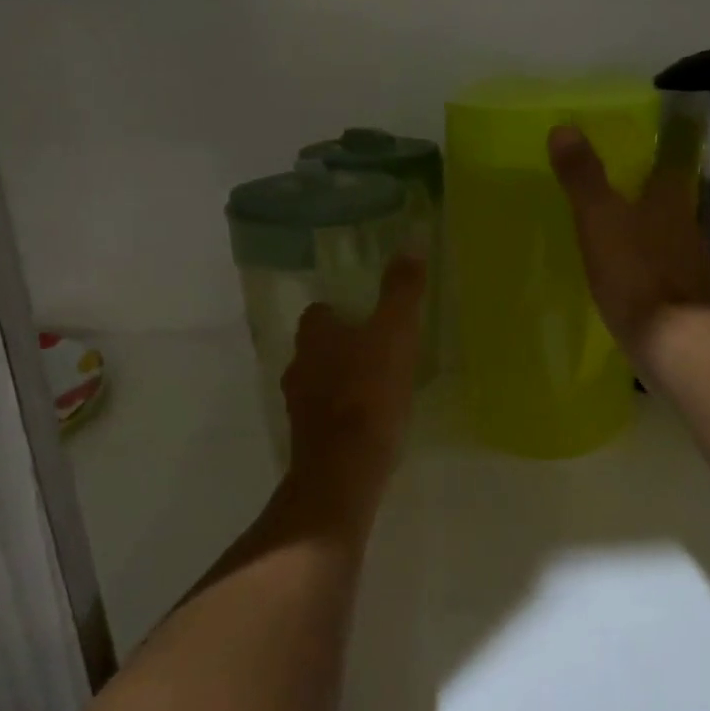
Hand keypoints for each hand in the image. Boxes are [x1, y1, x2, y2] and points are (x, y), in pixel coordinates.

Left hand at [281, 253, 428, 534]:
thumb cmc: (369, 393)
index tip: (369, 318)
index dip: (342, 312)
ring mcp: (299, 406)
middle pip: (318, 348)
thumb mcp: (394, 334)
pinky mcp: (308, 439)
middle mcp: (298, 366)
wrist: (344, 469)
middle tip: (379, 351)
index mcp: (314, 336)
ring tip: (379, 388)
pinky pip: (326, 415)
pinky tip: (370, 423)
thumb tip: (411, 241)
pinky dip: (344, 413)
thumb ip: (402, 291)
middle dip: (343, 347)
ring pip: (320, 381)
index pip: (320, 312)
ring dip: (343, 381)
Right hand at [548, 124, 709, 355]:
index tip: (643, 141)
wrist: (669, 340)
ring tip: (619, 225)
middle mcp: (688, 223)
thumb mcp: (599, 219)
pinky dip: (649, 261)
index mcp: (672, 198)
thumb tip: (563, 128)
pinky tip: (630, 269)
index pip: (671, 160)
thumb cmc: (635, 272)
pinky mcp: (683, 294)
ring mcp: (690, 261)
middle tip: (621, 182)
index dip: (659, 148)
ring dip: (649, 226)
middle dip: (650, 189)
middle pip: (671, 196)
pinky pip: (663, 266)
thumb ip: (583, 177)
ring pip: (669, 231)